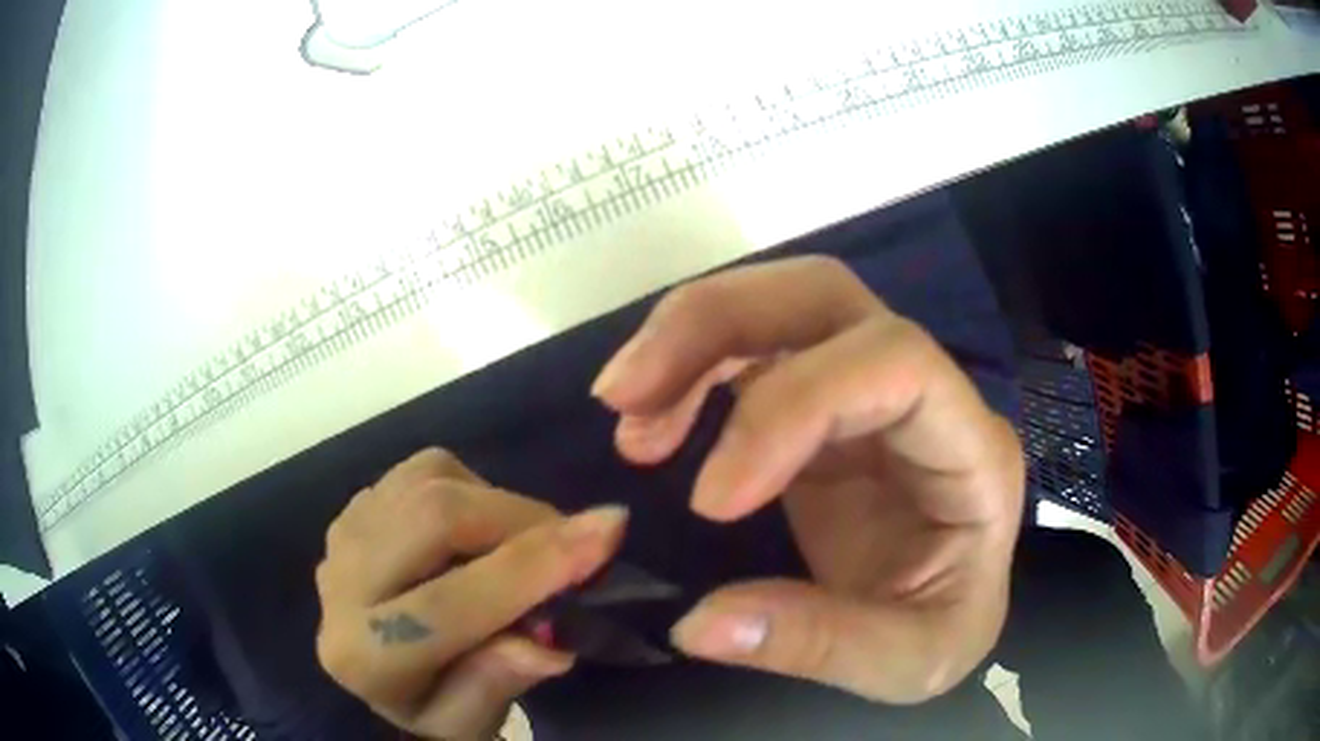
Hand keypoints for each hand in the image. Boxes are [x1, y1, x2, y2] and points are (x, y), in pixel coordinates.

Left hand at [316, 449, 628, 739]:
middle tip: (579, 540)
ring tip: (532, 543)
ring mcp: (342, 534)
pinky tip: (482, 528)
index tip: (610, 531)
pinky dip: (472, 488)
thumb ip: (499, 683)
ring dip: (502, 504)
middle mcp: (340, 585)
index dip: (533, 567)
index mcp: (364, 656)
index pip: (450, 606)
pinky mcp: (356, 505)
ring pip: (431, 483)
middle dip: (523, 520)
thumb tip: (550, 643)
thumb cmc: (431, 704)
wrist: (374, 667)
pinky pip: (423, 470)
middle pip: (434, 518)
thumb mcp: (469, 723)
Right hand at [592, 256, 1024, 703]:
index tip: (709, 502)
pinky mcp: (819, 405)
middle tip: (625, 394)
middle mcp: (923, 393)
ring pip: (779, 305)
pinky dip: (687, 370)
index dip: (793, 407)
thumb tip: (701, 623)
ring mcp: (866, 389)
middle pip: (826, 296)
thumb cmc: (942, 630)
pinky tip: (647, 422)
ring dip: (687, 338)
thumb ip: (819, 646)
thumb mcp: (905, 662)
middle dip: (717, 324)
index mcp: (970, 448)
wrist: (940, 617)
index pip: (896, 364)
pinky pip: (749, 352)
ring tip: (623, 408)